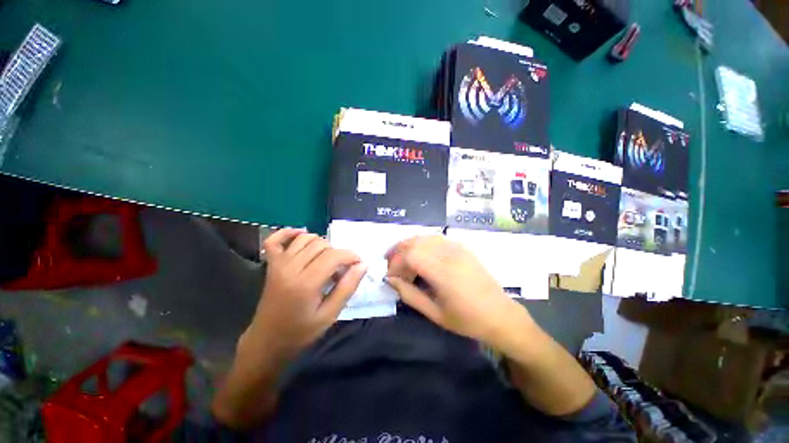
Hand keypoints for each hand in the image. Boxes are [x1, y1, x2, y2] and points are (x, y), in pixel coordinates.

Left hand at [246, 229, 366, 354]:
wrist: (268, 342)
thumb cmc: (301, 332)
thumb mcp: (330, 315)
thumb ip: (347, 287)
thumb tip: (363, 265)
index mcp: (306, 283)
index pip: (334, 256)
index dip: (351, 256)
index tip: (358, 264)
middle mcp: (291, 268)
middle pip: (321, 245)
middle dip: (337, 253)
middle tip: (341, 270)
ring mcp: (278, 264)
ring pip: (305, 238)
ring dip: (321, 243)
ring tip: (326, 259)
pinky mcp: (271, 265)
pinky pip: (275, 240)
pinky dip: (289, 233)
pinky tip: (301, 235)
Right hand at [385, 235, 531, 345]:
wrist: (499, 314)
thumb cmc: (466, 319)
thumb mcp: (434, 313)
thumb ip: (409, 294)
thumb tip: (390, 280)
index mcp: (443, 272)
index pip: (410, 255)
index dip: (395, 263)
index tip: (390, 276)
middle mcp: (449, 254)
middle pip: (415, 242)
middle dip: (398, 252)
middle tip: (392, 266)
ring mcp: (457, 247)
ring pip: (424, 237)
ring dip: (409, 246)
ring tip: (402, 260)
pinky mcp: (462, 247)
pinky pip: (436, 238)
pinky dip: (422, 244)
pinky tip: (420, 255)